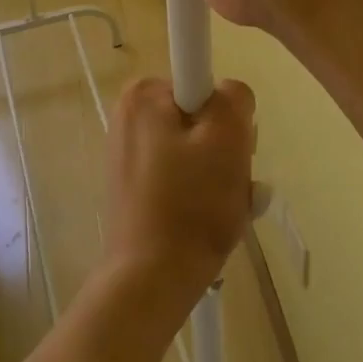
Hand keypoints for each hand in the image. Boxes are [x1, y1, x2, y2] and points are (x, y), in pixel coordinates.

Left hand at [102, 76, 255, 316]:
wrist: (150, 280)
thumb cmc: (191, 205)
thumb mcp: (229, 138)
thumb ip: (234, 97)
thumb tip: (228, 94)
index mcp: (143, 94)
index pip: (205, 81)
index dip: (225, 114)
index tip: (228, 148)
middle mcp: (129, 114)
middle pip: (201, 115)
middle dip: (225, 148)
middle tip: (231, 182)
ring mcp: (128, 151)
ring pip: (195, 148)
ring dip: (219, 174)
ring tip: (222, 207)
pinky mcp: (133, 184)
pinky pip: (180, 173)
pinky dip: (200, 191)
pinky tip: (206, 220)